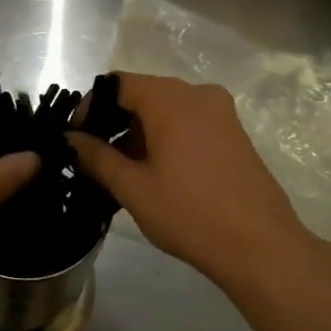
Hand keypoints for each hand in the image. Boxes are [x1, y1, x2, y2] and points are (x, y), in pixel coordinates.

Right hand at [68, 73, 330, 299]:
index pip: (117, 84)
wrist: (260, 246)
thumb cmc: (189, 213)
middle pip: (143, 94)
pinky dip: (165, 138)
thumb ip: (96, 156)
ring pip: (167, 110)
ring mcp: (221, 114)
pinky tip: (155, 173)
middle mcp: (198, 94)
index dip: (90, 107)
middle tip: (94, 157)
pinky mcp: (234, 134)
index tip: (76, 138)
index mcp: (171, 99)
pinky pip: (189, 123)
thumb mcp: (132, 187)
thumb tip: (70, 138)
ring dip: (139, 133)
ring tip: (121, 172)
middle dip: (114, 121)